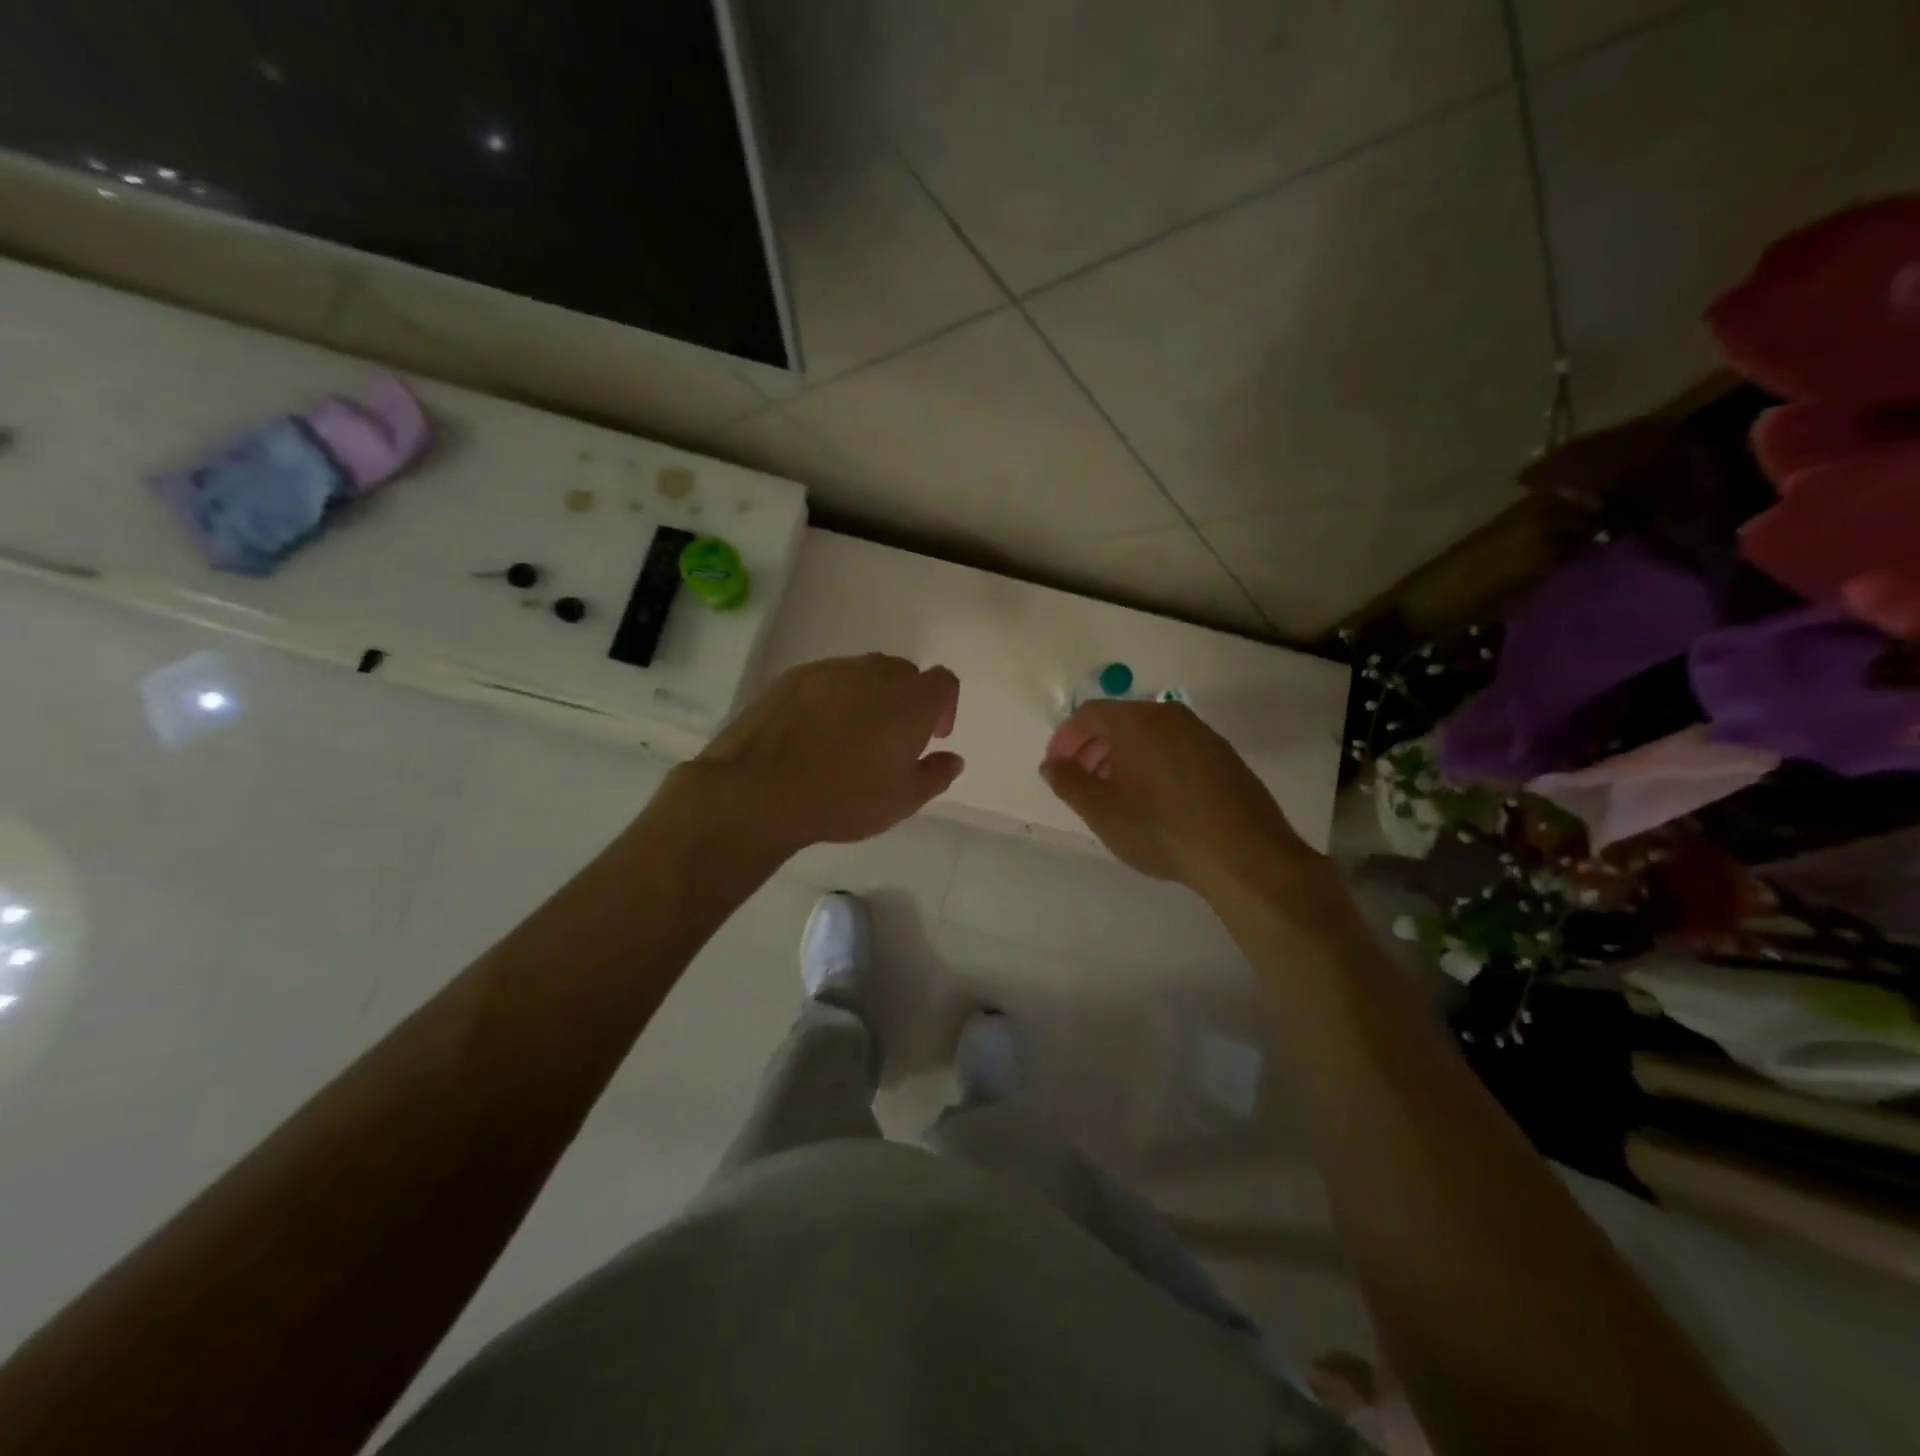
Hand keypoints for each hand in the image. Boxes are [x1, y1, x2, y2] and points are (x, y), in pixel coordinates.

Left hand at [694, 653, 962, 851]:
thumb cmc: (843, 798)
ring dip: (870, 696)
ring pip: (864, 673)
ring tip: (852, 735)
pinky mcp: (794, 676)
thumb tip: (952, 758)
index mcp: (910, 700)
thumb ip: (935, 775)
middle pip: (904, 673)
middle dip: (907, 699)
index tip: (933, 735)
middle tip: (894, 737)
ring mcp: (831, 670)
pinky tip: (816, 731)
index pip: (943, 681)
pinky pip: (828, 679)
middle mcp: (875, 673)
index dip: (945, 705)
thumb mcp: (902, 801)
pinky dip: (834, 697)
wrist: (760, 789)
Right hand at [1040, 700, 1319, 893]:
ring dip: (1123, 758)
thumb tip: (1052, 764)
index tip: (1056, 767)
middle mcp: (1170, 716)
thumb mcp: (1102, 810)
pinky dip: (1153, 764)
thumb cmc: (1160, 828)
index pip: (1089, 714)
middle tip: (1081, 782)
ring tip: (1115, 794)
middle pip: (1120, 721)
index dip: (1066, 738)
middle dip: (1093, 748)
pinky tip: (1154, 801)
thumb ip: (1069, 782)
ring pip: (1150, 736)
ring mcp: (1202, 735)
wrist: (1243, 854)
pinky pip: (1176, 750)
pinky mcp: (1224, 757)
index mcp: (1136, 721)